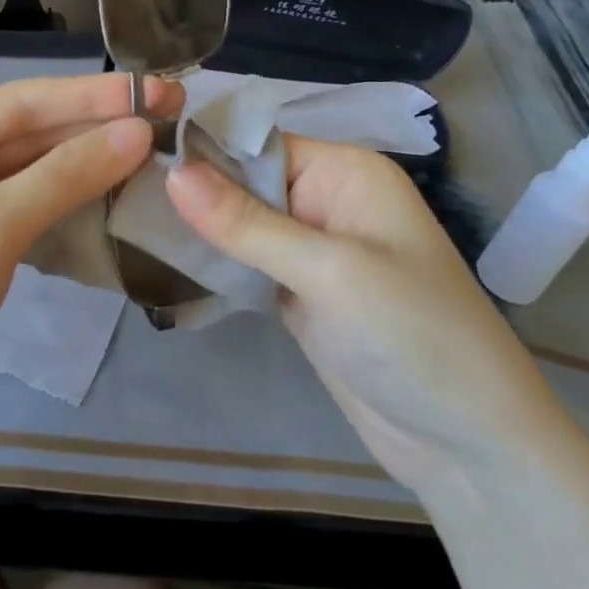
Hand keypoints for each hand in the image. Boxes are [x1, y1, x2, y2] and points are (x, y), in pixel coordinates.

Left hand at [0, 72, 181, 471]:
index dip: (91, 96)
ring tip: (148, 153)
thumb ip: (68, 173)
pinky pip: (22, 216)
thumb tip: (138, 131)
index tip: (157, 91)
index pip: (19, 103)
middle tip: (166, 118)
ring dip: (83, 167)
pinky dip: (64, 207)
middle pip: (24, 136)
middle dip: (92, 128)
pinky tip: (106, 198)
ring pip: (26, 177)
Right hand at [166, 136, 563, 489]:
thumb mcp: (328, 272)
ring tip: (127, 219)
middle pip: (245, 181)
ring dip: (198, 228)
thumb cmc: (412, 335)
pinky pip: (247, 263)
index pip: (259, 143)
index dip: (202, 150)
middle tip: (120, 192)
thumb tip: (173, 172)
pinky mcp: (299, 293)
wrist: (467, 445)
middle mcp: (328, 200)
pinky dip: (214, 263)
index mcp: (345, 172)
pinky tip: (163, 258)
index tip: (134, 156)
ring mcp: (313, 250)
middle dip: (193, 191)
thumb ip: (246, 223)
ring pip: (241, 224)